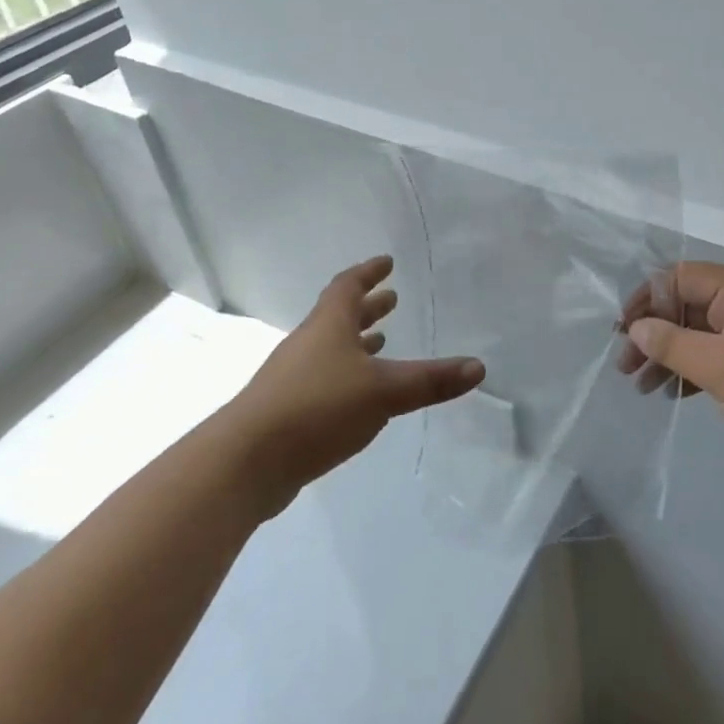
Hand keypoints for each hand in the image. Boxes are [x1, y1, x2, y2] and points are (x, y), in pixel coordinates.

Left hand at [233, 256, 484, 515]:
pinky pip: (322, 380)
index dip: (369, 272)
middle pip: (338, 316)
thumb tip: (478, 367)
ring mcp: (292, 378)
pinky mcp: (285, 411)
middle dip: (368, 307)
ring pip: (330, 349)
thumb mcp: (383, 391)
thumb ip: (430, 380)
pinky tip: (357, 396)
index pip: (348, 286)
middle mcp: (308, 344)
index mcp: (329, 326)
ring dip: (356, 342)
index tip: (386, 262)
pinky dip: (344, 376)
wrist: (245, 461)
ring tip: (381, 342)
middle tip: (391, 300)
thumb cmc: (317, 408)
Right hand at [619, 262, 723, 484]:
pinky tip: (672, 394)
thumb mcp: (721, 369)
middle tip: (625, 366)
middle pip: (687, 305)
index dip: (647, 299)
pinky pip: (717, 355)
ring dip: (669, 356)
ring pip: (700, 334)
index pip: (680, 277)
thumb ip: (673, 344)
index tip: (623, 331)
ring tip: (642, 387)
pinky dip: (693, 371)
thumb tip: (637, 327)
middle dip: (654, 333)